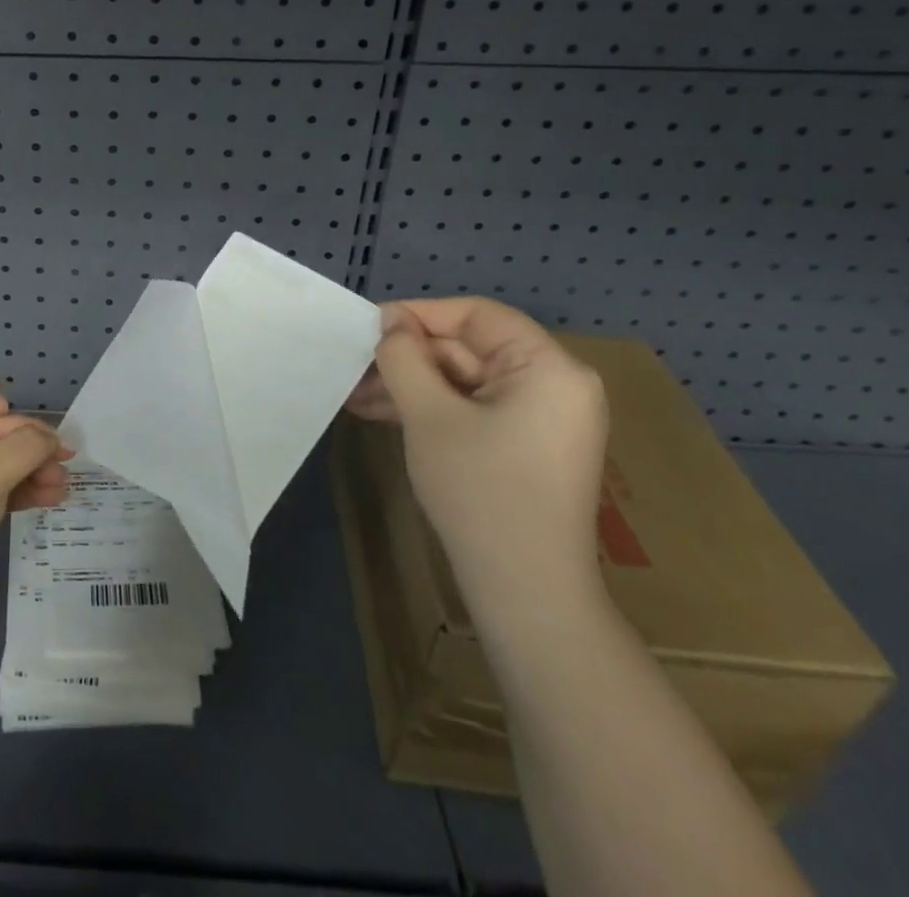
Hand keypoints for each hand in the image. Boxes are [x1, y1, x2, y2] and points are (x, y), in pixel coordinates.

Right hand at [346, 298, 609, 616]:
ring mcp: (542, 418)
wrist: (526, 592)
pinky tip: (382, 414)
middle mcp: (554, 384)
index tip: (370, 327)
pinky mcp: (526, 445)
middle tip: (354, 367)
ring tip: (356, 395)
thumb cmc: (481, 490)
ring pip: (464, 380)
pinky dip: (431, 409)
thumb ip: (404, 357)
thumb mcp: (429, 414)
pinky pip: (473, 408)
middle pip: (468, 348)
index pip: (477, 315)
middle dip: (408, 358)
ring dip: (410, 385)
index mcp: (548, 367)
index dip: (419, 314)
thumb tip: (391, 323)